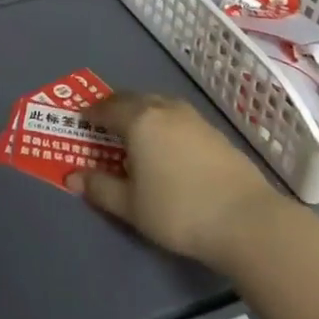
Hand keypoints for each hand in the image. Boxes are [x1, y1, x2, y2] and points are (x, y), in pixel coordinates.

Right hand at [66, 93, 283, 270]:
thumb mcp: (131, 206)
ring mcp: (192, 117)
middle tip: (103, 123)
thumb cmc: (178, 210)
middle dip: (114, 108)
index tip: (80, 121)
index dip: (91, 113)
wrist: (246, 219)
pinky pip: (177, 116)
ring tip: (134, 132)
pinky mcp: (214, 131)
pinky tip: (166, 144)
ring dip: (141, 111)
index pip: (107, 108)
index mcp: (139, 120)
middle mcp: (164, 109)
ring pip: (157, 104)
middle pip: (132, 99)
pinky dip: (163, 122)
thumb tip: (72, 177)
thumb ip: (100, 188)